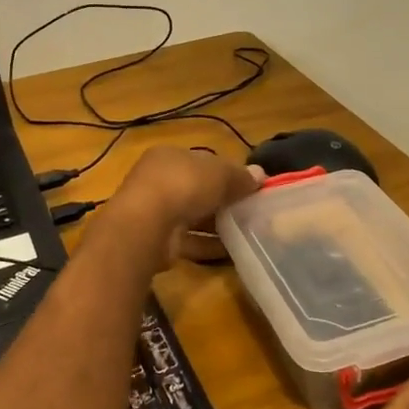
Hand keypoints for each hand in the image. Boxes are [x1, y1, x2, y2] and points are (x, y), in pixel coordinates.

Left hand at [102, 146, 261, 270]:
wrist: (147, 226)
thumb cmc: (184, 186)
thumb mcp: (220, 174)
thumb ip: (240, 176)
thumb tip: (261, 175)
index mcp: (169, 156)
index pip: (201, 161)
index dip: (225, 172)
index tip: (247, 185)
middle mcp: (157, 181)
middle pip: (196, 189)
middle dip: (221, 200)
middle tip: (249, 210)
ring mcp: (154, 212)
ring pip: (192, 216)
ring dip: (215, 224)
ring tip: (245, 232)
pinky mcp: (157, 240)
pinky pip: (189, 240)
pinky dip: (208, 245)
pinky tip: (231, 251)